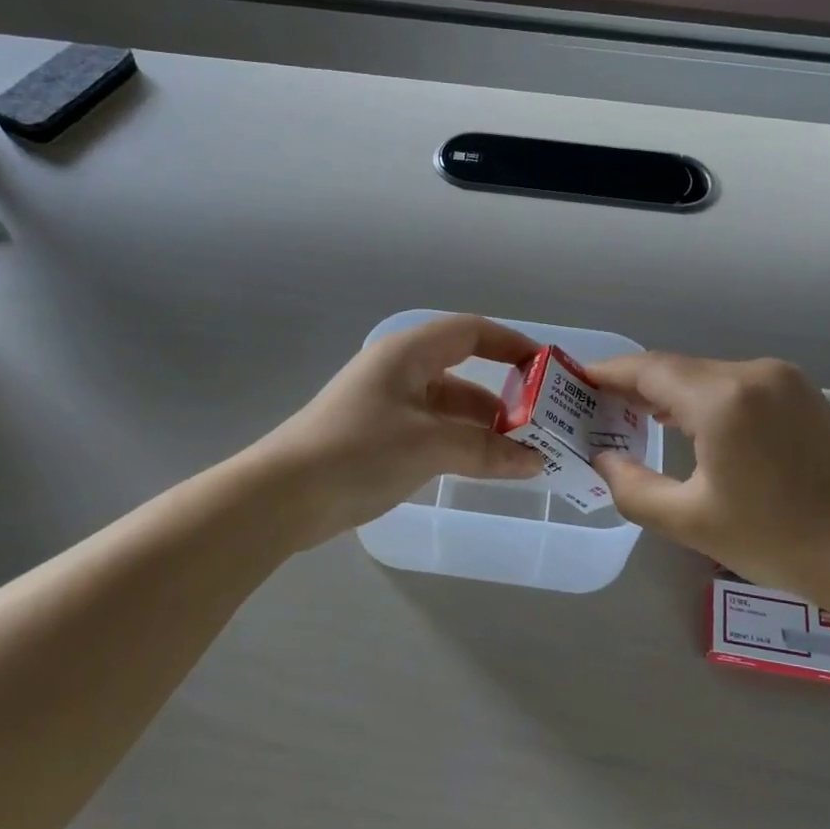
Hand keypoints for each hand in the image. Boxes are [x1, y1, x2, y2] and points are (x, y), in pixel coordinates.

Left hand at [258, 315, 544, 545]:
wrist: (282, 496)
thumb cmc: (359, 453)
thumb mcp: (430, 446)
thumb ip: (487, 450)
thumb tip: (535, 461)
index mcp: (407, 354)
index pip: (470, 332)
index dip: (511, 345)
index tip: (546, 370)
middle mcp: (397, 371)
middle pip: (462, 373)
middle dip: (503, 398)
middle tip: (539, 427)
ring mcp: (385, 405)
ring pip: (447, 407)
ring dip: (482, 427)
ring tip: (519, 455)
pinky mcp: (376, 438)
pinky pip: (430, 431)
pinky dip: (458, 444)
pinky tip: (480, 468)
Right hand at [585, 353, 829, 614]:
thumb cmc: (780, 541)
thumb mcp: (691, 522)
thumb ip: (632, 487)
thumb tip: (603, 460)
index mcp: (723, 397)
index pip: (648, 370)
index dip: (608, 373)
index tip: (576, 382)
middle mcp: (755, 373)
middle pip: (678, 370)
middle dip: (636, 387)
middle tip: (599, 410)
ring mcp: (788, 381)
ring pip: (710, 377)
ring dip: (672, 395)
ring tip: (636, 419)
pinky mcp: (807, 397)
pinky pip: (740, 387)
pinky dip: (707, 400)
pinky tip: (693, 427)